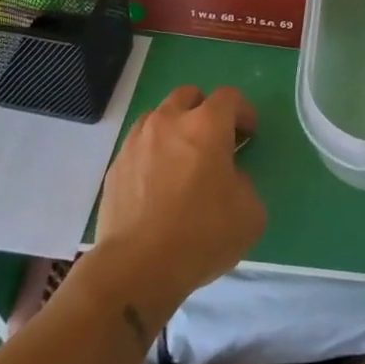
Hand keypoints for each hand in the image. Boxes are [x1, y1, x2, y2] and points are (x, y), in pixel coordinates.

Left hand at [92, 85, 265, 324]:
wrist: (137, 267)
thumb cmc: (202, 235)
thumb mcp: (250, 213)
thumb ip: (244, 183)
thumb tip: (228, 178)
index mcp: (206, 126)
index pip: (229, 97)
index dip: (244, 112)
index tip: (249, 135)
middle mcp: (168, 122)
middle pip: (188, 95)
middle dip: (205, 110)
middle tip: (214, 141)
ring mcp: (136, 142)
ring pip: (158, 117)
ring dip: (174, 129)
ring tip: (182, 161)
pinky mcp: (114, 167)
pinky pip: (138, 147)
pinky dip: (152, 155)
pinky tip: (157, 185)